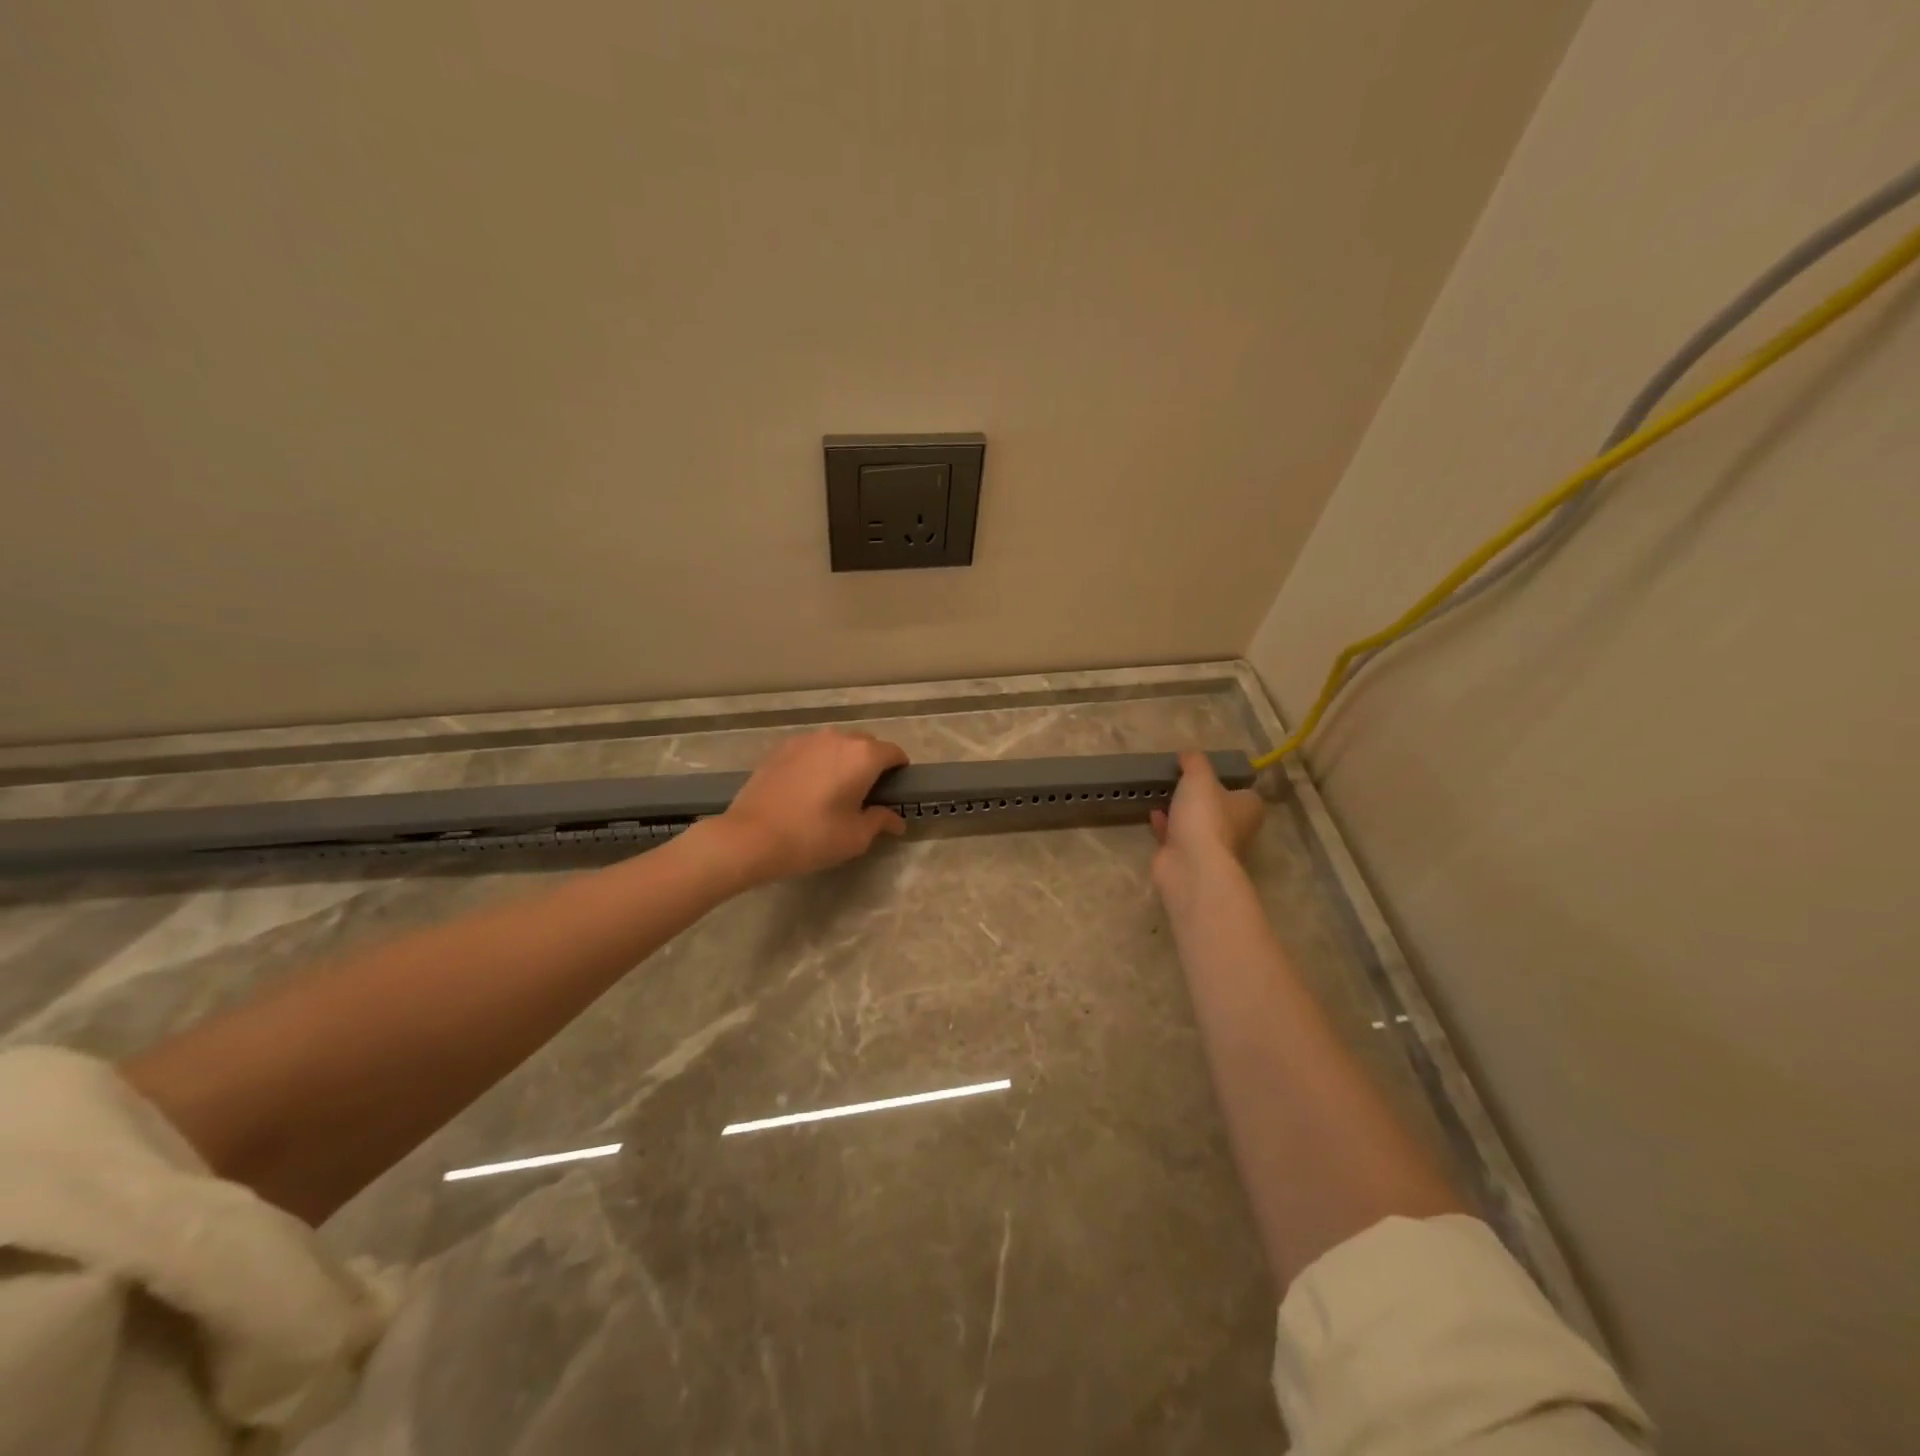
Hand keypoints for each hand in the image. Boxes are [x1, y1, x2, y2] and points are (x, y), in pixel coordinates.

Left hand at [715, 729, 908, 883]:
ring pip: (836, 745)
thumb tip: (896, 819)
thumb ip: (880, 821)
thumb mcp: (855, 837)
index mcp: (863, 756)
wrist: (750, 837)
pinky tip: (806, 789)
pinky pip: (812, 750)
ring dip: (843, 761)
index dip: (899, 771)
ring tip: (833, 790)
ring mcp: (806, 739)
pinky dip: (817, 763)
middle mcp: (837, 738)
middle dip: (871, 765)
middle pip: (866, 745)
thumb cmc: (812, 837)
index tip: (894, 791)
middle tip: (864, 795)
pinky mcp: (781, 748)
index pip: (894, 753)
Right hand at [1149, 751, 1264, 893]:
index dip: (1225, 780)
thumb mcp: (1200, 777)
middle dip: (1200, 797)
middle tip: (1180, 779)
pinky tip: (1153, 812)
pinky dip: (1165, 825)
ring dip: (1180, 810)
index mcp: (1248, 808)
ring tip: (1162, 792)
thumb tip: (1188, 753)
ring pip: (1196, 823)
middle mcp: (1235, 829)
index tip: (1204, 771)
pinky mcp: (1188, 858)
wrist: (1190, 865)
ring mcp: (1211, 846)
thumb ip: (1194, 762)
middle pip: (1218, 808)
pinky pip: (1176, 836)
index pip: (1242, 791)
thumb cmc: (1204, 816)